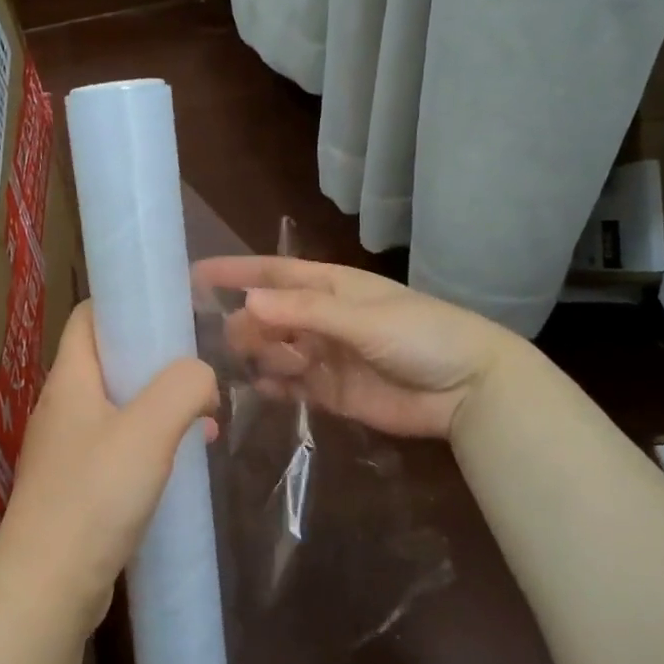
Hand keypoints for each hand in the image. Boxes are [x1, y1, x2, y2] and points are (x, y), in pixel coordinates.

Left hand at [0, 302, 219, 632]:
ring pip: (118, 407)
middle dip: (157, 361)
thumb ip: (183, 387)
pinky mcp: (76, 487)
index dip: (128, 305)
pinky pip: (118, 447)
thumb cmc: (95, 496)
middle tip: (200, 372)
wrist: (48, 586)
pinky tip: (182, 462)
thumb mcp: (149, 430)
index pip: (90, 316)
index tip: (173, 312)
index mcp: (70, 380)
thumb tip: (201, 376)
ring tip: (205, 418)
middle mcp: (62, 408)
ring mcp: (66, 449)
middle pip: (109, 361)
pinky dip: (151, 444)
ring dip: (160, 406)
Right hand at [196, 256, 525, 439]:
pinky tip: (264, 389)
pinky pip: (290, 385)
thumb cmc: (421, 337)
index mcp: (331, 288)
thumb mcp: (363, 318)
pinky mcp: (330, 392)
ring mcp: (324, 356)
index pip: (273, 273)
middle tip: (233, 342)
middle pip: (268, 317)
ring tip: (259, 367)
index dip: (236, 272)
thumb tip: (248, 301)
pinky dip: (274, 386)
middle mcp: (322, 319)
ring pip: (274, 352)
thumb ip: (305, 312)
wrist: (468, 390)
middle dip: (247, 325)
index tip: (195, 275)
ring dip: (260, 356)